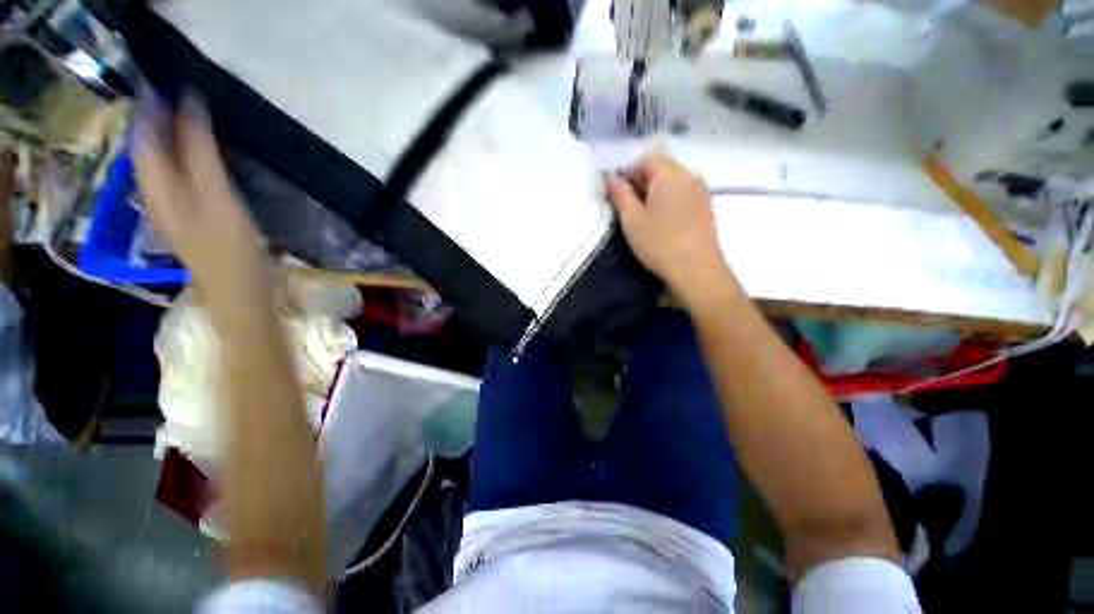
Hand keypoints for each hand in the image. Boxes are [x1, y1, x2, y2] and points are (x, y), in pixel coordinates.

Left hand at [134, 96, 271, 328]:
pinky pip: (177, 181)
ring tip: (184, 122)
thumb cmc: (233, 255)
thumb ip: (202, 157)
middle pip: (148, 152)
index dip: (155, 112)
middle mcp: (159, 197)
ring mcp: (174, 212)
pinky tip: (197, 160)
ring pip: (160, 167)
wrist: (240, 298)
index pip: (147, 139)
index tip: (172, 87)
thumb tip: (191, 109)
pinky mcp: (191, 222)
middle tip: (177, 100)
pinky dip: (183, 163)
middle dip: (157, 124)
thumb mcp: (219, 202)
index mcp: (161, 190)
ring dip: (168, 141)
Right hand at [606, 155, 730, 305]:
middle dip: (640, 182)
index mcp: (670, 174)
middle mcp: (690, 176)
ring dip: (654, 193)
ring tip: (642, 216)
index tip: (615, 193)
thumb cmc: (659, 242)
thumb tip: (612, 179)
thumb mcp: (631, 219)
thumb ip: (621, 195)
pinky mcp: (706, 209)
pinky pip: (683, 196)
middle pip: (661, 169)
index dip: (627, 173)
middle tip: (626, 206)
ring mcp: (701, 192)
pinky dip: (668, 202)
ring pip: (672, 183)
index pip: (646, 160)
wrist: (696, 270)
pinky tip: (661, 222)